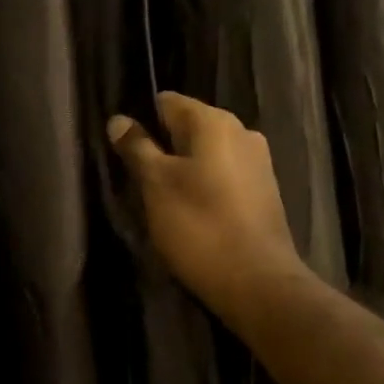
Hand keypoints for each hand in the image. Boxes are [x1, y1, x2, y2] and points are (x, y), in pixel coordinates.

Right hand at [108, 92, 307, 321]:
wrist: (256, 281)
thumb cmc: (199, 226)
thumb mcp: (156, 185)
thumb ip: (137, 148)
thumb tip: (119, 120)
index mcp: (214, 122)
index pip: (167, 102)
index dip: (142, 121)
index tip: (125, 150)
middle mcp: (242, 131)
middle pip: (188, 127)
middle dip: (163, 148)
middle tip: (139, 180)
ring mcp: (258, 162)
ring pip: (206, 154)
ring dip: (183, 169)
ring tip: (163, 200)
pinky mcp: (264, 191)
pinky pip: (224, 176)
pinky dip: (205, 187)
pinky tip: (193, 213)